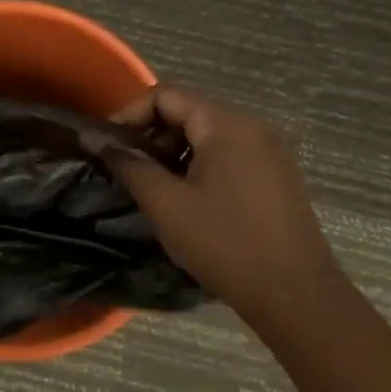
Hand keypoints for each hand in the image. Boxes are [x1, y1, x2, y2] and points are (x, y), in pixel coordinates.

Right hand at [106, 87, 334, 313]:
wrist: (296, 296)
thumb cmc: (225, 243)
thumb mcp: (165, 204)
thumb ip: (128, 164)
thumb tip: (94, 138)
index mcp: (226, 123)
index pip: (166, 95)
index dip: (129, 114)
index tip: (107, 146)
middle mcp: (252, 126)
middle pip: (188, 111)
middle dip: (151, 136)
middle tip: (129, 170)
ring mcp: (269, 152)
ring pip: (207, 135)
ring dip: (174, 153)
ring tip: (154, 188)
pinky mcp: (277, 176)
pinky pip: (228, 155)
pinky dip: (199, 166)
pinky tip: (188, 201)